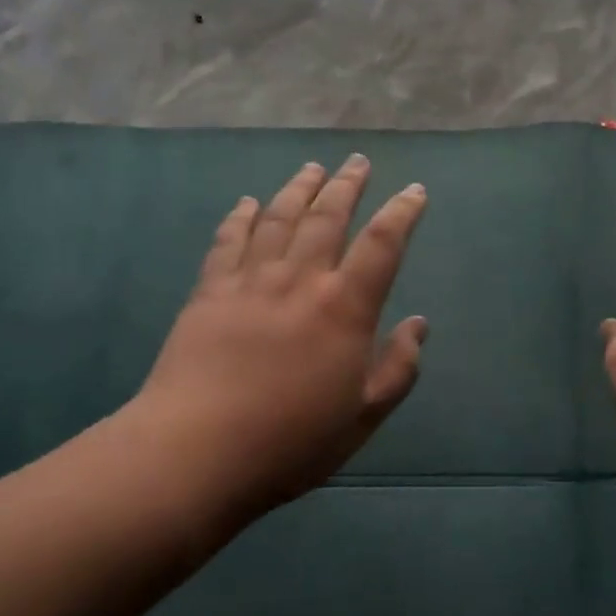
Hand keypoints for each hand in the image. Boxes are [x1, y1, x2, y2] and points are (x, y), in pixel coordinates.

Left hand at [128, 156, 428, 525]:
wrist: (195, 453)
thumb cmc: (290, 441)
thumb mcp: (363, 416)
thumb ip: (398, 368)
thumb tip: (419, 325)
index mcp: (344, 308)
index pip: (382, 244)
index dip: (403, 212)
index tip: (415, 191)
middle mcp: (300, 281)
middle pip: (328, 217)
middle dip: (347, 185)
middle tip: (358, 162)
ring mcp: (250, 282)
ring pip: (279, 218)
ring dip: (299, 189)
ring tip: (312, 168)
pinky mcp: (209, 293)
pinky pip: (228, 242)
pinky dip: (241, 217)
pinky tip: (247, 203)